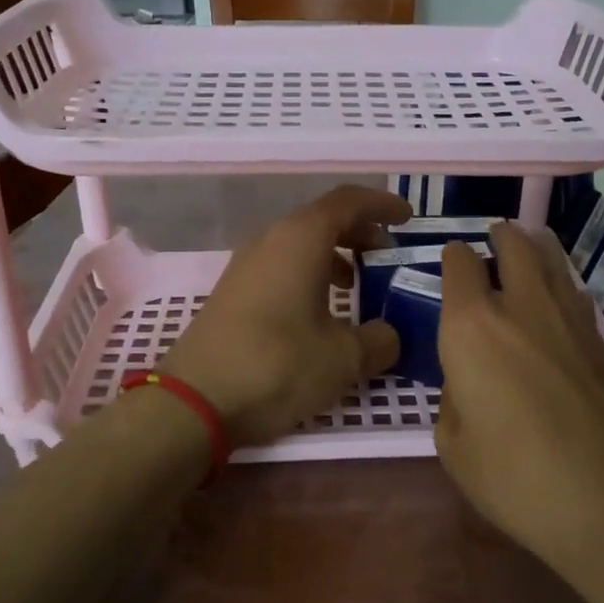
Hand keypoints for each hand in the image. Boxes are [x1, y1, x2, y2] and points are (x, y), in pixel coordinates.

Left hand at [157, 185, 409, 446]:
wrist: (195, 401)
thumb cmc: (278, 365)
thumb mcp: (344, 358)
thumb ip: (379, 340)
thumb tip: (389, 335)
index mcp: (301, 239)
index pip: (348, 201)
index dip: (382, 204)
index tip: (408, 219)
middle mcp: (270, 240)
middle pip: (322, 219)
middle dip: (359, 232)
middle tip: (387, 255)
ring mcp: (245, 266)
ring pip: (299, 244)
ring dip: (333, 256)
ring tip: (357, 285)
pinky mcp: (232, 293)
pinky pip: (280, 267)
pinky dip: (308, 275)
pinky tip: (319, 313)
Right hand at [436, 223, 603, 553]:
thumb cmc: (514, 476)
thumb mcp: (453, 447)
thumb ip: (453, 401)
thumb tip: (469, 383)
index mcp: (471, 325)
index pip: (459, 265)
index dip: (453, 258)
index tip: (451, 262)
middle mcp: (520, 306)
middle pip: (514, 245)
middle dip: (500, 236)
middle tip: (493, 238)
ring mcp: (569, 319)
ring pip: (552, 260)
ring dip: (536, 247)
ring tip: (528, 245)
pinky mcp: (603, 341)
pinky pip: (576, 292)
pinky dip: (562, 283)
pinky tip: (560, 296)